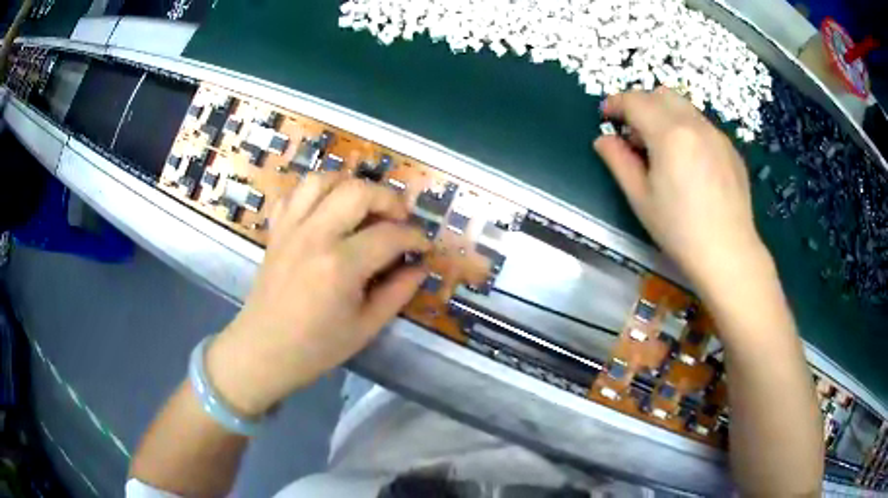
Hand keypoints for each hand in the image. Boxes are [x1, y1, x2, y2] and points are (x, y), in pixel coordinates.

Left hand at [205, 173, 430, 416]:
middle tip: (398, 220)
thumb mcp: (366, 327)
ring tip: (362, 206)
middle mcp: (314, 236)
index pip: (389, 235)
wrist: (263, 351)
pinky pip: (294, 194)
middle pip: (357, 191)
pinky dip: (314, 194)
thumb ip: (398, 293)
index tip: (424, 246)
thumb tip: (420, 266)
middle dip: (388, 199)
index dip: (415, 237)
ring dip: (349, 185)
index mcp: (340, 266)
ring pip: (322, 180)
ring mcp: (290, 229)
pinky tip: (326, 212)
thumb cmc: (317, 347)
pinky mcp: (276, 230)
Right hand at [594, 88, 767, 290]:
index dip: (615, 104)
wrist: (729, 253)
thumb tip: (603, 140)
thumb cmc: (680, 231)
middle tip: (633, 134)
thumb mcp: (640, 199)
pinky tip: (688, 161)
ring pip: (684, 107)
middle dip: (641, 104)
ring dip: (665, 115)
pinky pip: (702, 125)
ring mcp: (717, 135)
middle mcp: (695, 124)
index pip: (635, 101)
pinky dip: (686, 129)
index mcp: (670, 134)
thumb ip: (618, 162)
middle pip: (661, 95)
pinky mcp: (730, 149)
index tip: (605, 116)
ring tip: (661, 147)